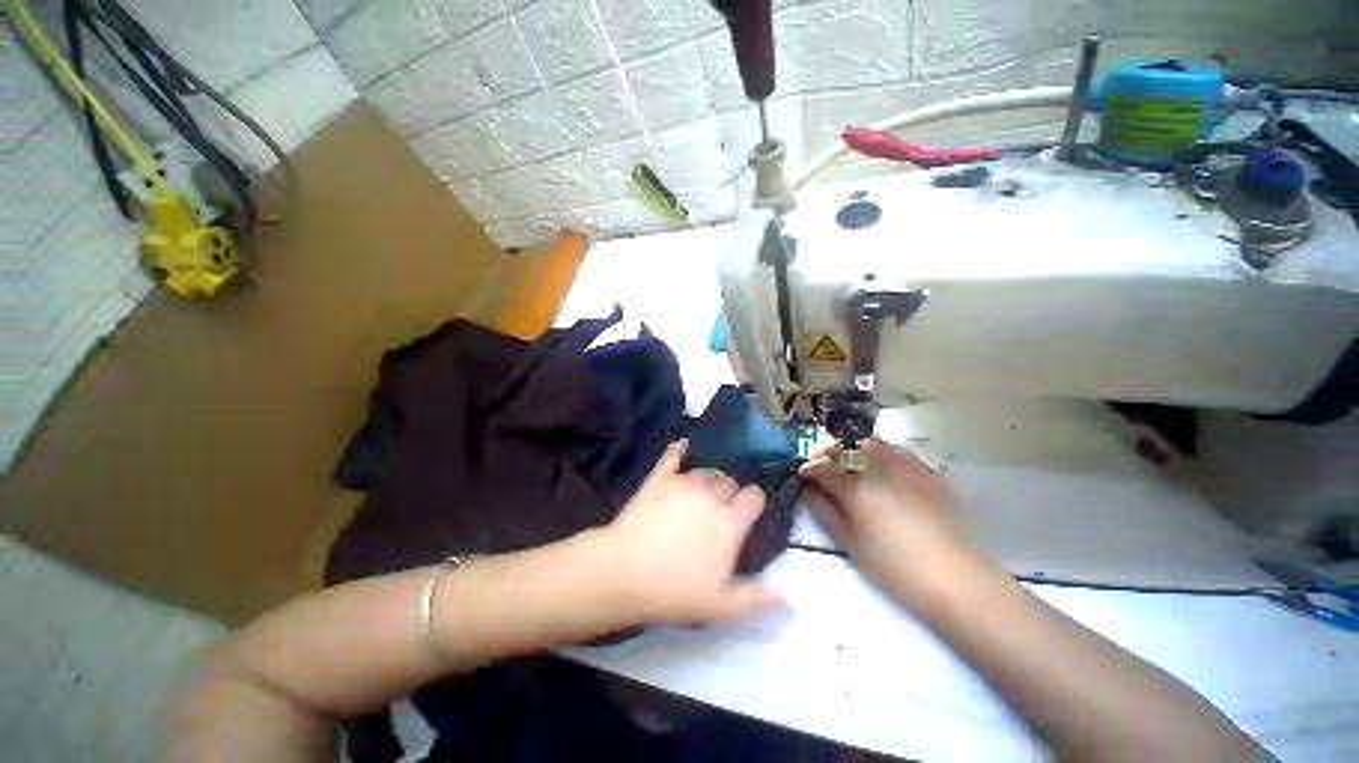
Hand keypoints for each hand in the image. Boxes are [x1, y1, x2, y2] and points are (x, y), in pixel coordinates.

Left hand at [598, 440, 781, 623]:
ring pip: (705, 470)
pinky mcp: (659, 477)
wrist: (623, 573)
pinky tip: (683, 447)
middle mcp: (711, 495)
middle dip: (728, 493)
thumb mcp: (721, 605)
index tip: (746, 512)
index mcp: (729, 522)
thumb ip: (756, 598)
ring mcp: (684, 483)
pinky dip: (680, 450)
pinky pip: (673, 455)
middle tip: (717, 511)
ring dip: (707, 480)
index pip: (754, 497)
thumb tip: (788, 597)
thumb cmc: (674, 591)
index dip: (752, 502)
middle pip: (729, 481)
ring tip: (698, 494)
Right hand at [801, 437, 965, 598]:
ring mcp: (909, 469)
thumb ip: (825, 512)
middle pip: (849, 447)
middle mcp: (880, 470)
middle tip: (830, 466)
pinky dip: (890, 458)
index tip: (805, 473)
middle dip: (834, 452)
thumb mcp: (848, 542)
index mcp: (857, 489)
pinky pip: (904, 455)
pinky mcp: (931, 476)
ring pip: (878, 445)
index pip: (824, 468)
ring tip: (860, 467)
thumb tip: (810, 491)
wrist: (952, 578)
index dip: (811, 468)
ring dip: (861, 451)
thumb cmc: (892, 565)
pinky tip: (891, 476)